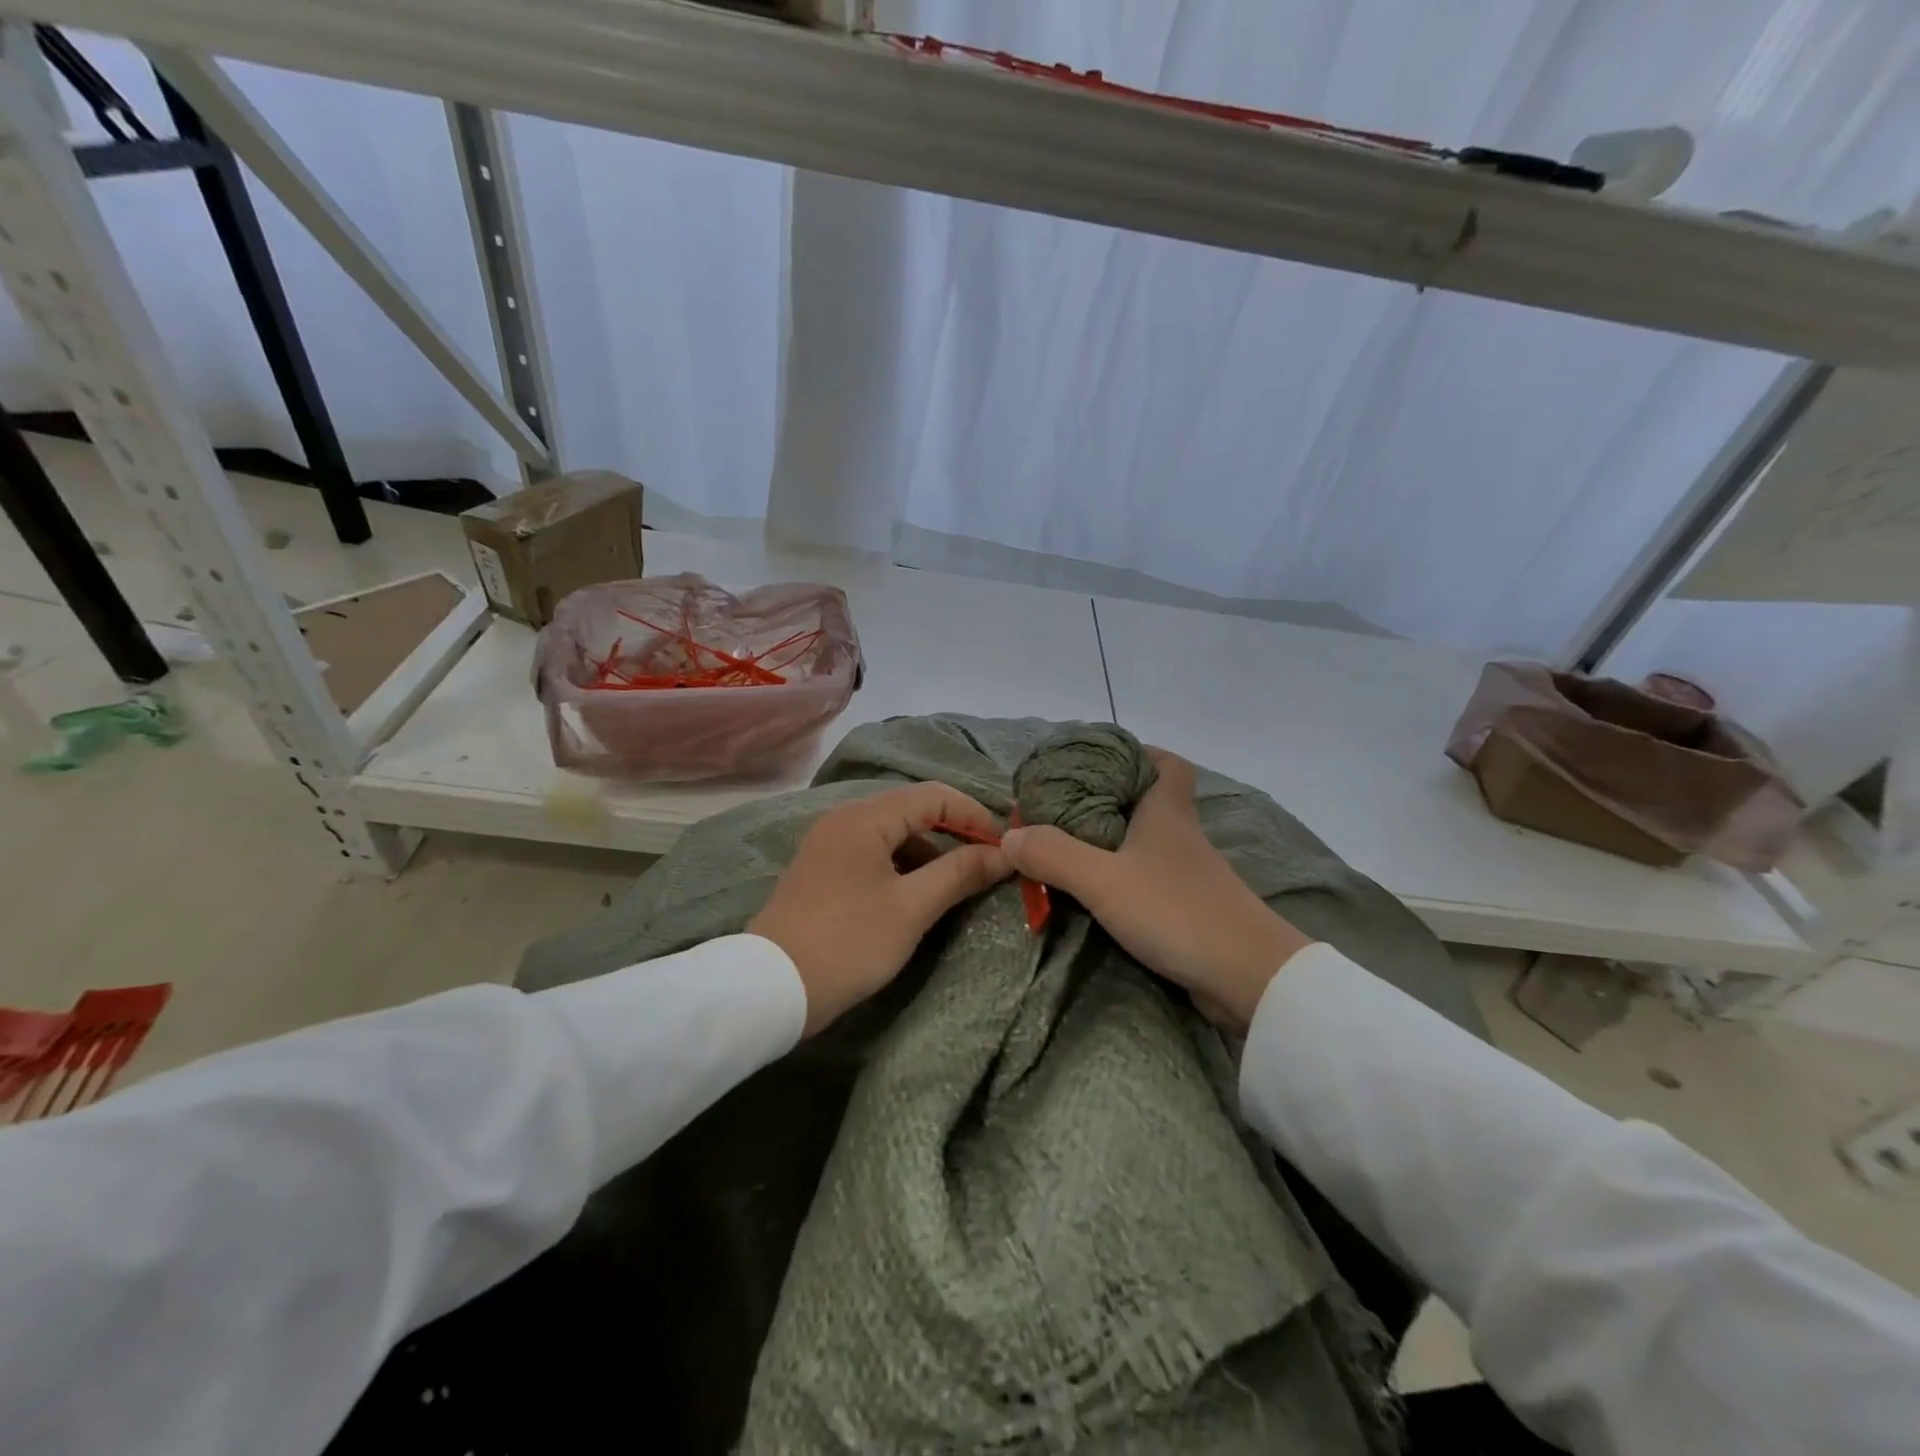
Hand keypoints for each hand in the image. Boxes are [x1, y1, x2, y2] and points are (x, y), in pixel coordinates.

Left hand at [750, 783, 1012, 1035]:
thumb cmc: (848, 941)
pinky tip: (918, 895)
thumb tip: (1005, 853)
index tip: (1005, 846)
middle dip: (954, 833)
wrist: (770, 989)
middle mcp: (845, 820)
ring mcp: (830, 845)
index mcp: (865, 818)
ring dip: (930, 852)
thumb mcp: (912, 908)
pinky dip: (903, 866)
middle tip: (988, 862)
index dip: (975, 815)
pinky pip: (874, 854)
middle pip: (913, 810)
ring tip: (959, 883)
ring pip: (894, 834)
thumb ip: (960, 873)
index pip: (934, 796)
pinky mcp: (823, 871)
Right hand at [1000, 751, 1312, 1029]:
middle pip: (1150, 800)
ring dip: (1112, 841)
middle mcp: (1180, 836)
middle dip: (1109, 798)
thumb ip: (1054, 855)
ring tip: (1067, 846)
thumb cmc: (1178, 911)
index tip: (1099, 760)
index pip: (1166, 762)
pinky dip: (1123, 878)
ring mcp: (1188, 875)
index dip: (1138, 753)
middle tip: (1064, 806)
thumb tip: (1009, 836)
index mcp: (1167, 813)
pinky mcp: (1189, 909)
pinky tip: (1097, 891)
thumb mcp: (1104, 880)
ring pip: (1147, 842)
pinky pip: (1149, 879)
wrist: (1250, 979)